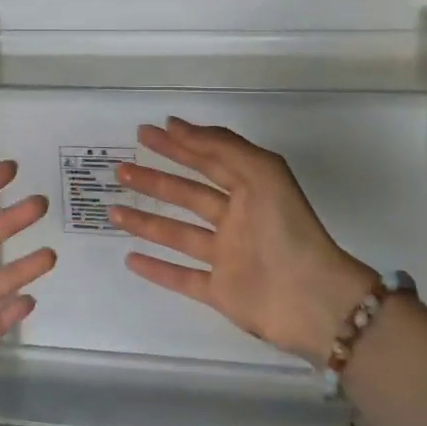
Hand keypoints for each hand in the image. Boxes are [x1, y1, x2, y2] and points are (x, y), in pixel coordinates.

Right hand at [109, 118, 374, 364]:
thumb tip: (177, 125)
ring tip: (113, 210)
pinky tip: (131, 258)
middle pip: (188, 194)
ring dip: (147, 221)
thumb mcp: (261, 172)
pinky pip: (182, 277)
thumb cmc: (286, 229)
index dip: (179, 144)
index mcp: (250, 189)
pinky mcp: (221, 291)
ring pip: (179, 234)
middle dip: (156, 179)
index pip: (208, 160)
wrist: (312, 300)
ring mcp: (227, 256)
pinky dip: (157, 269)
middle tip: (121, 169)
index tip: (147, 132)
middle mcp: (237, 219)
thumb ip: (221, 146)